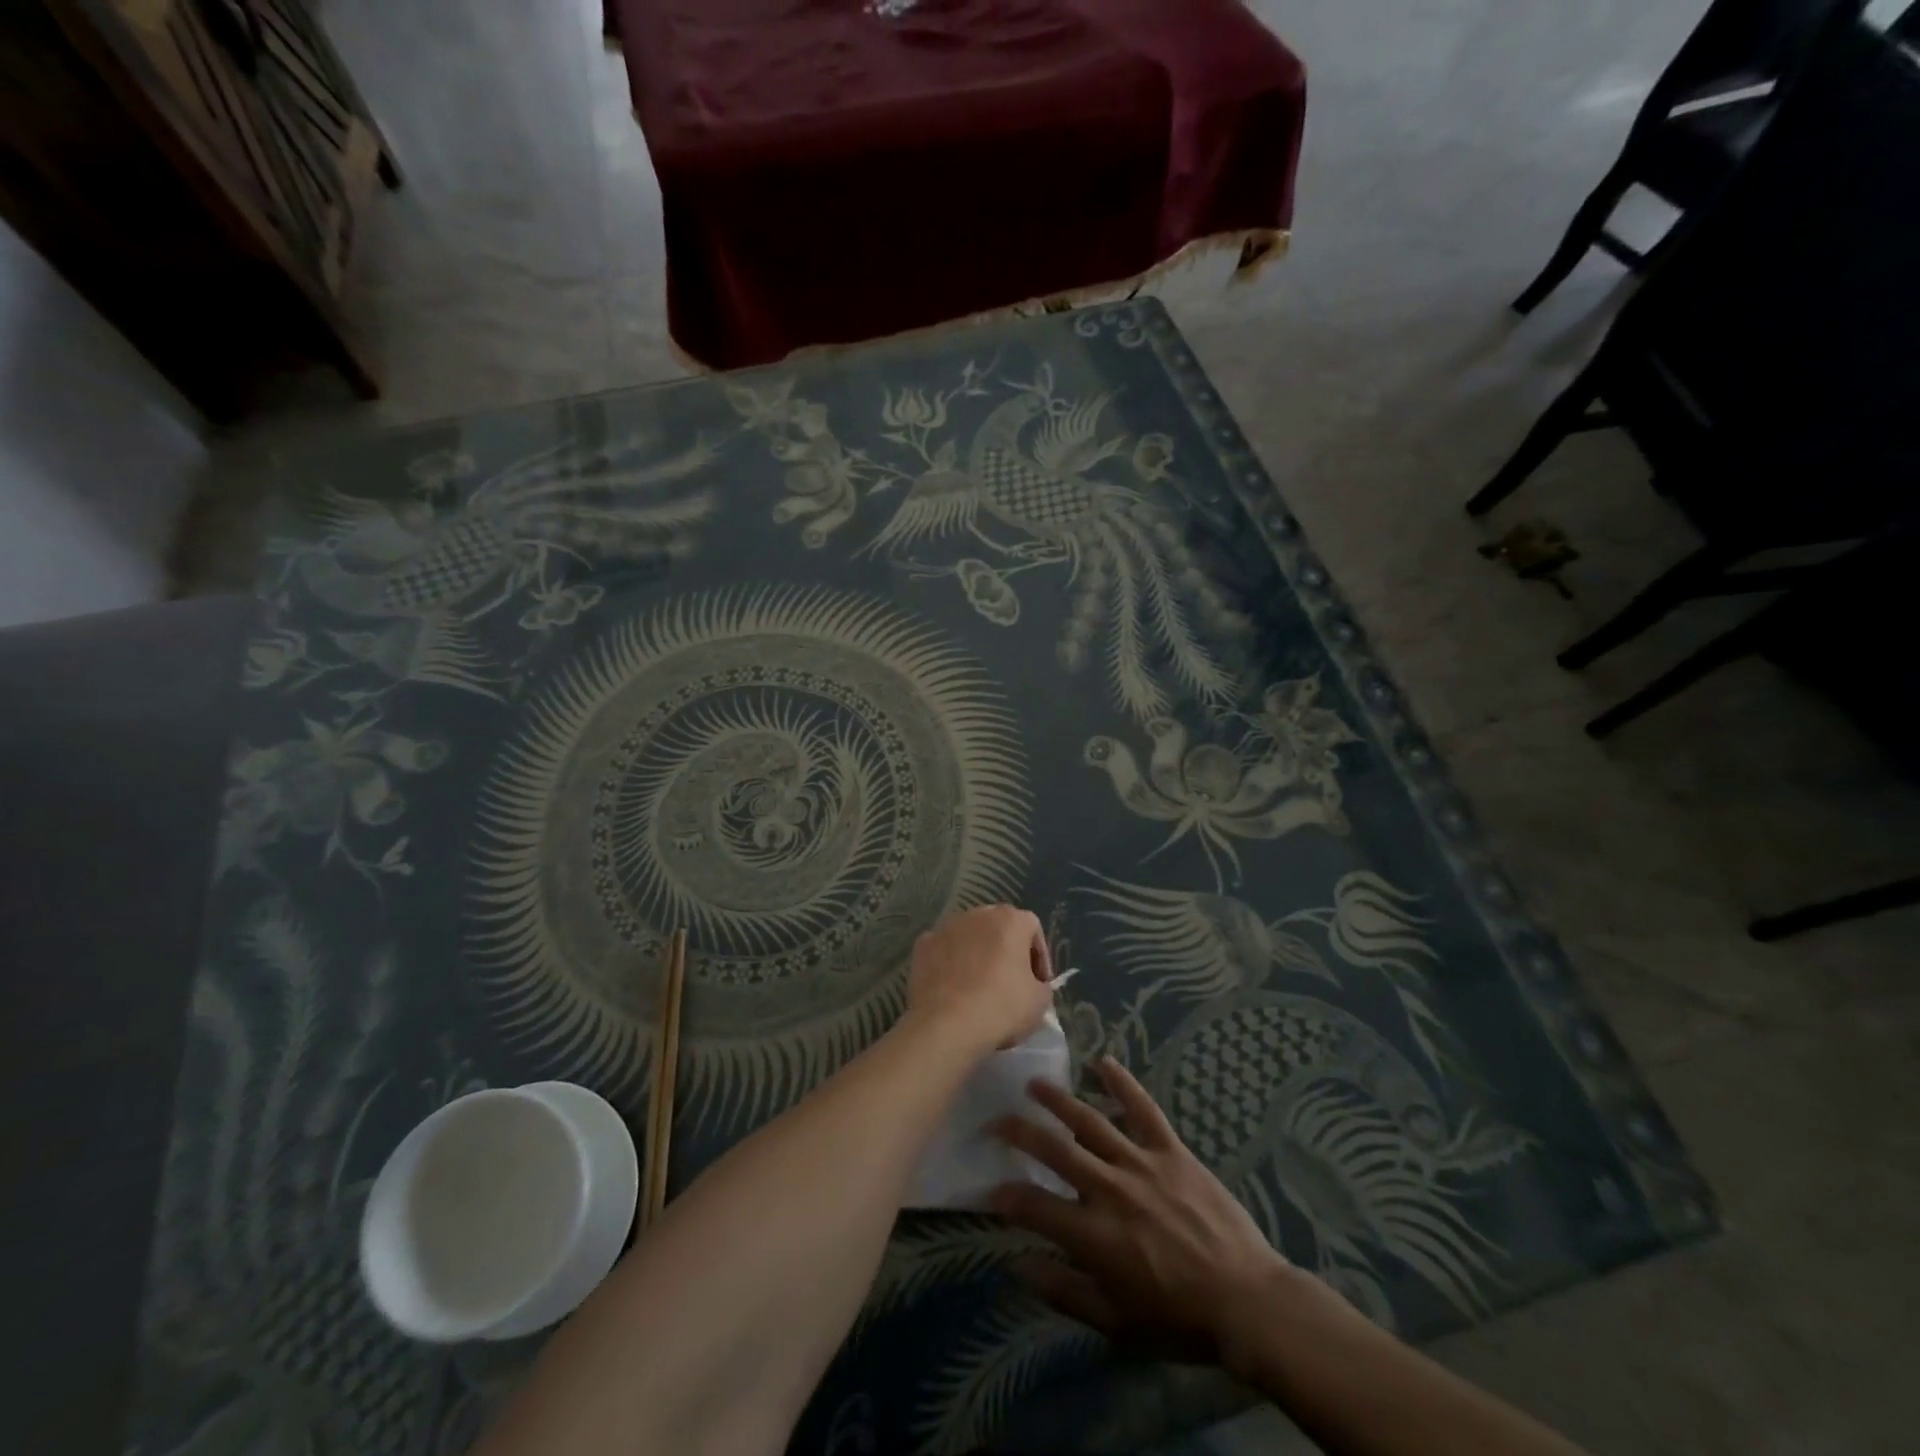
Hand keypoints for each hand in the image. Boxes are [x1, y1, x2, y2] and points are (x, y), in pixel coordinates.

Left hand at [905, 904, 1052, 1053]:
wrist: (946, 1025)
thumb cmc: (1001, 1008)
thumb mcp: (1040, 1001)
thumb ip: (1041, 984)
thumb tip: (1032, 984)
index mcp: (1010, 920)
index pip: (1032, 928)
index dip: (1039, 956)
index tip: (1038, 982)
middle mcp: (978, 914)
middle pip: (999, 927)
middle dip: (1007, 950)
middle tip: (1010, 981)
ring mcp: (947, 926)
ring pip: (970, 936)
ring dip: (977, 953)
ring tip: (979, 984)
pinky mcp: (923, 944)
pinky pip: (944, 949)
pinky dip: (950, 962)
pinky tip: (953, 987)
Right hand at [989, 1056, 1298, 1365]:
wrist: (1247, 1300)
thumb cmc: (1178, 1318)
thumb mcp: (1116, 1323)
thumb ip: (1064, 1291)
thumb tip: (1019, 1265)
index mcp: (1094, 1234)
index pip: (1035, 1206)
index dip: (1007, 1195)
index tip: (990, 1188)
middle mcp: (1110, 1189)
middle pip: (1054, 1150)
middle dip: (1020, 1132)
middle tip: (996, 1119)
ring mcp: (1141, 1163)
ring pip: (1089, 1121)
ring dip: (1058, 1101)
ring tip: (1034, 1084)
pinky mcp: (1171, 1150)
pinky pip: (1142, 1109)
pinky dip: (1122, 1084)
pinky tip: (1103, 1061)